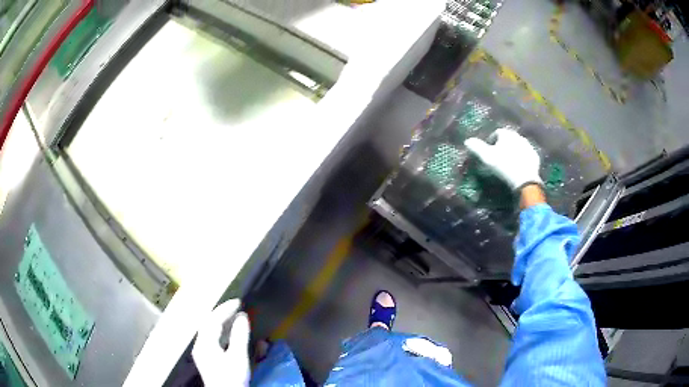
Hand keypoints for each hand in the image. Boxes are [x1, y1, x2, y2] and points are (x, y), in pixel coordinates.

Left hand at [192, 299, 250, 386]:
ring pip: (210, 332)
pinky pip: (213, 339)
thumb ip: (239, 336)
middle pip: (209, 324)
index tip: (239, 302)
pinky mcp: (207, 359)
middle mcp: (200, 345)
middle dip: (223, 314)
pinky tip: (230, 334)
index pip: (213, 320)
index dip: (225, 309)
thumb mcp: (238, 357)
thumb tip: (242, 316)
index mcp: (204, 342)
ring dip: (222, 323)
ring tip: (235, 317)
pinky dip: (222, 333)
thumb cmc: (231, 377)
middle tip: (237, 307)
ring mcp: (202, 352)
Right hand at [464, 128, 541, 189]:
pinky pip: (526, 155)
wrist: (524, 179)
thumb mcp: (487, 157)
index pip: (497, 133)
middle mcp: (518, 136)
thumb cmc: (504, 165)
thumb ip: (477, 147)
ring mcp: (528, 146)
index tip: (488, 151)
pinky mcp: (535, 156)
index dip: (491, 141)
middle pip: (508, 138)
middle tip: (498, 156)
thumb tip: (467, 141)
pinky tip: (518, 167)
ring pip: (518, 146)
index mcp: (507, 134)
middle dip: (503, 145)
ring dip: (513, 151)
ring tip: (508, 162)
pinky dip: (522, 158)